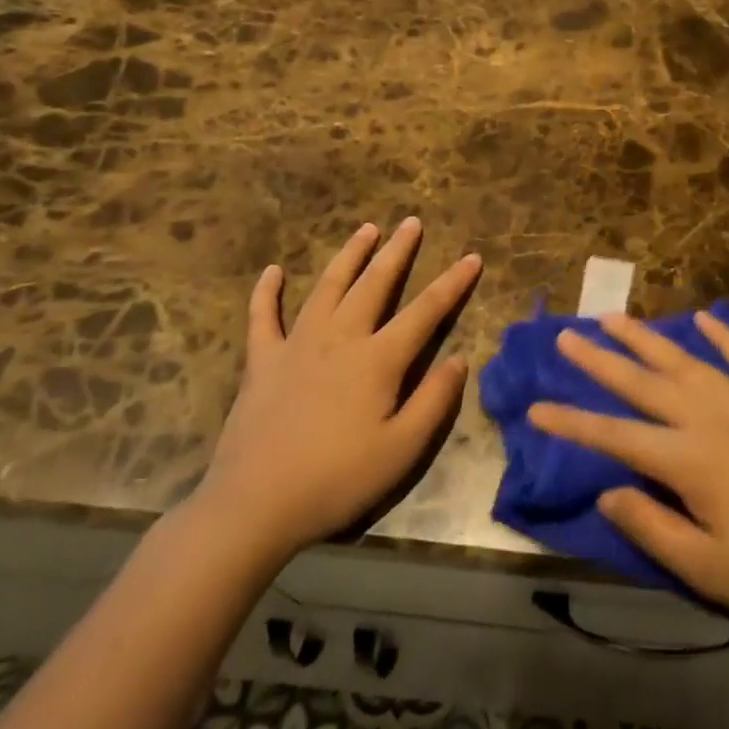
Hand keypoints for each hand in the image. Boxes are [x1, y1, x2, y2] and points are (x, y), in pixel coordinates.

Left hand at [193, 218, 481, 562]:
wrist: (255, 505)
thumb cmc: (338, 479)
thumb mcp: (402, 450)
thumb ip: (435, 400)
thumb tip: (460, 359)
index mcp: (378, 360)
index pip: (426, 311)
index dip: (453, 283)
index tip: (472, 257)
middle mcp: (340, 339)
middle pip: (375, 284)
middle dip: (397, 251)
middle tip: (412, 222)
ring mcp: (296, 345)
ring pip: (328, 287)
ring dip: (349, 256)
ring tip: (366, 229)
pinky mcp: (262, 362)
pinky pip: (263, 317)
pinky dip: (267, 292)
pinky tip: (273, 271)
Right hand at [529, 311, 728, 641]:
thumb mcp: (704, 567)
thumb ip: (650, 525)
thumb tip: (606, 491)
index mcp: (688, 459)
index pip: (615, 435)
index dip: (572, 422)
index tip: (536, 407)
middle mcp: (710, 417)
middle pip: (643, 382)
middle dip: (600, 360)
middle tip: (566, 336)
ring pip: (686, 360)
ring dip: (647, 338)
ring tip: (614, 317)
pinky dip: (723, 336)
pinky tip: (704, 318)